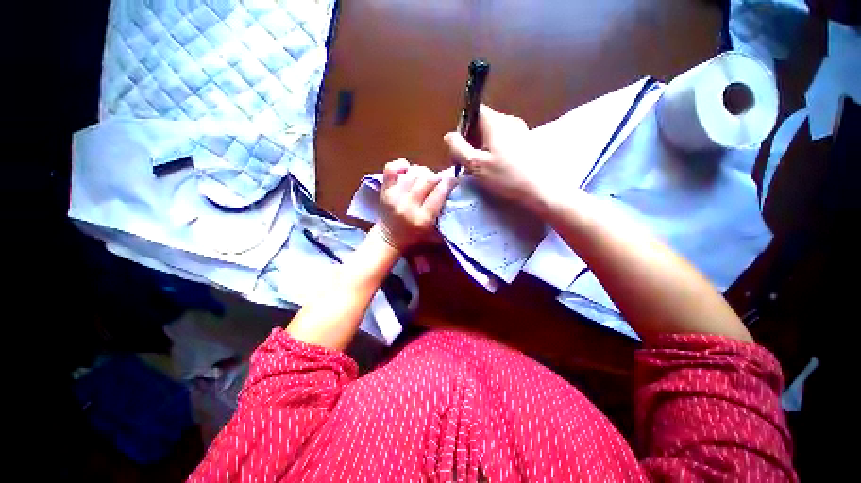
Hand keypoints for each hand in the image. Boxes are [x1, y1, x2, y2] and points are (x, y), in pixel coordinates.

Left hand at [375, 159, 455, 251]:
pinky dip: (400, 165)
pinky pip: (391, 169)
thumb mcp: (434, 234)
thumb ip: (445, 217)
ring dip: (423, 172)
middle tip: (439, 180)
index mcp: (423, 218)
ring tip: (425, 178)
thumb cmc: (414, 237)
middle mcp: (408, 206)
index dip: (449, 182)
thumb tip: (456, 195)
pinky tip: (407, 169)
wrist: (389, 239)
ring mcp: (395, 197)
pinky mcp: (385, 190)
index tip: (453, 180)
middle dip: (437, 177)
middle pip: (427, 180)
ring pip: (413, 173)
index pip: (439, 193)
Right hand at [444, 105, 545, 210]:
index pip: (475, 112)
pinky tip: (497, 168)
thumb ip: (458, 148)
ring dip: (484, 147)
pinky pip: (505, 141)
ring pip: (495, 134)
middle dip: (473, 140)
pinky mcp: (527, 143)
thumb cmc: (505, 176)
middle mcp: (510, 121)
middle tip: (468, 162)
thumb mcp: (476, 164)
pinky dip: (496, 151)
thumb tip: (449, 136)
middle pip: (484, 123)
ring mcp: (521, 131)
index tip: (460, 148)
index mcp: (496, 122)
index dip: (464, 127)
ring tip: (482, 168)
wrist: (540, 189)